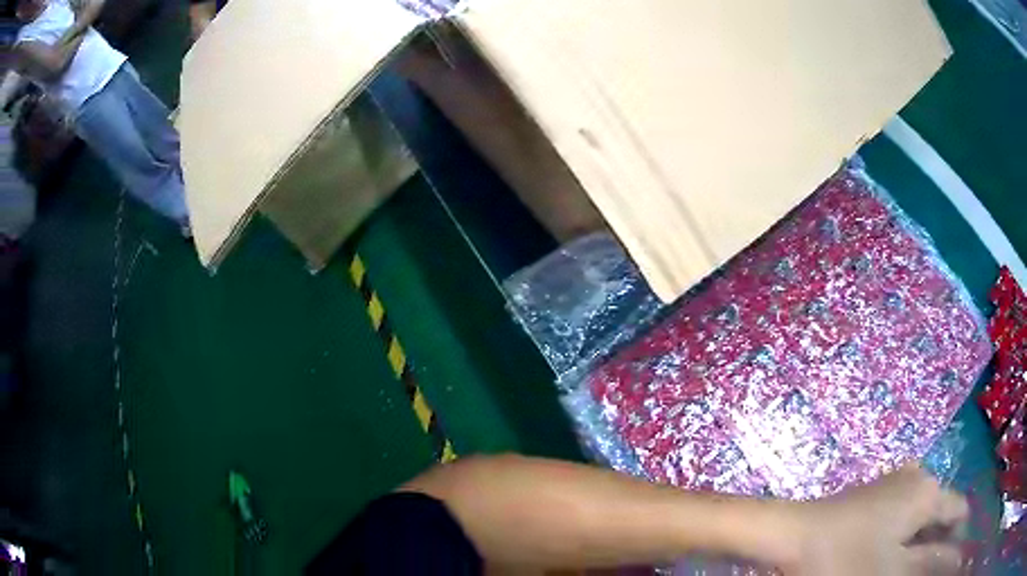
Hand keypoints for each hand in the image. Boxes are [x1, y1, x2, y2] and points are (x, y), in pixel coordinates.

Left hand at [787, 465, 967, 575]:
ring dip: (920, 540)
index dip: (956, 539)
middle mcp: (919, 477)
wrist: (794, 534)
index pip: (959, 511)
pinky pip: (904, 511)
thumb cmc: (845, 558)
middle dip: (936, 542)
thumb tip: (954, 557)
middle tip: (918, 571)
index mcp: (929, 491)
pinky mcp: (877, 491)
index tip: (943, 566)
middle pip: (941, 512)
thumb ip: (929, 562)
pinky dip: (904, 533)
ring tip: (903, 566)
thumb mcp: (893, 570)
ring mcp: (896, 481)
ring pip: (922, 513)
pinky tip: (889, 553)